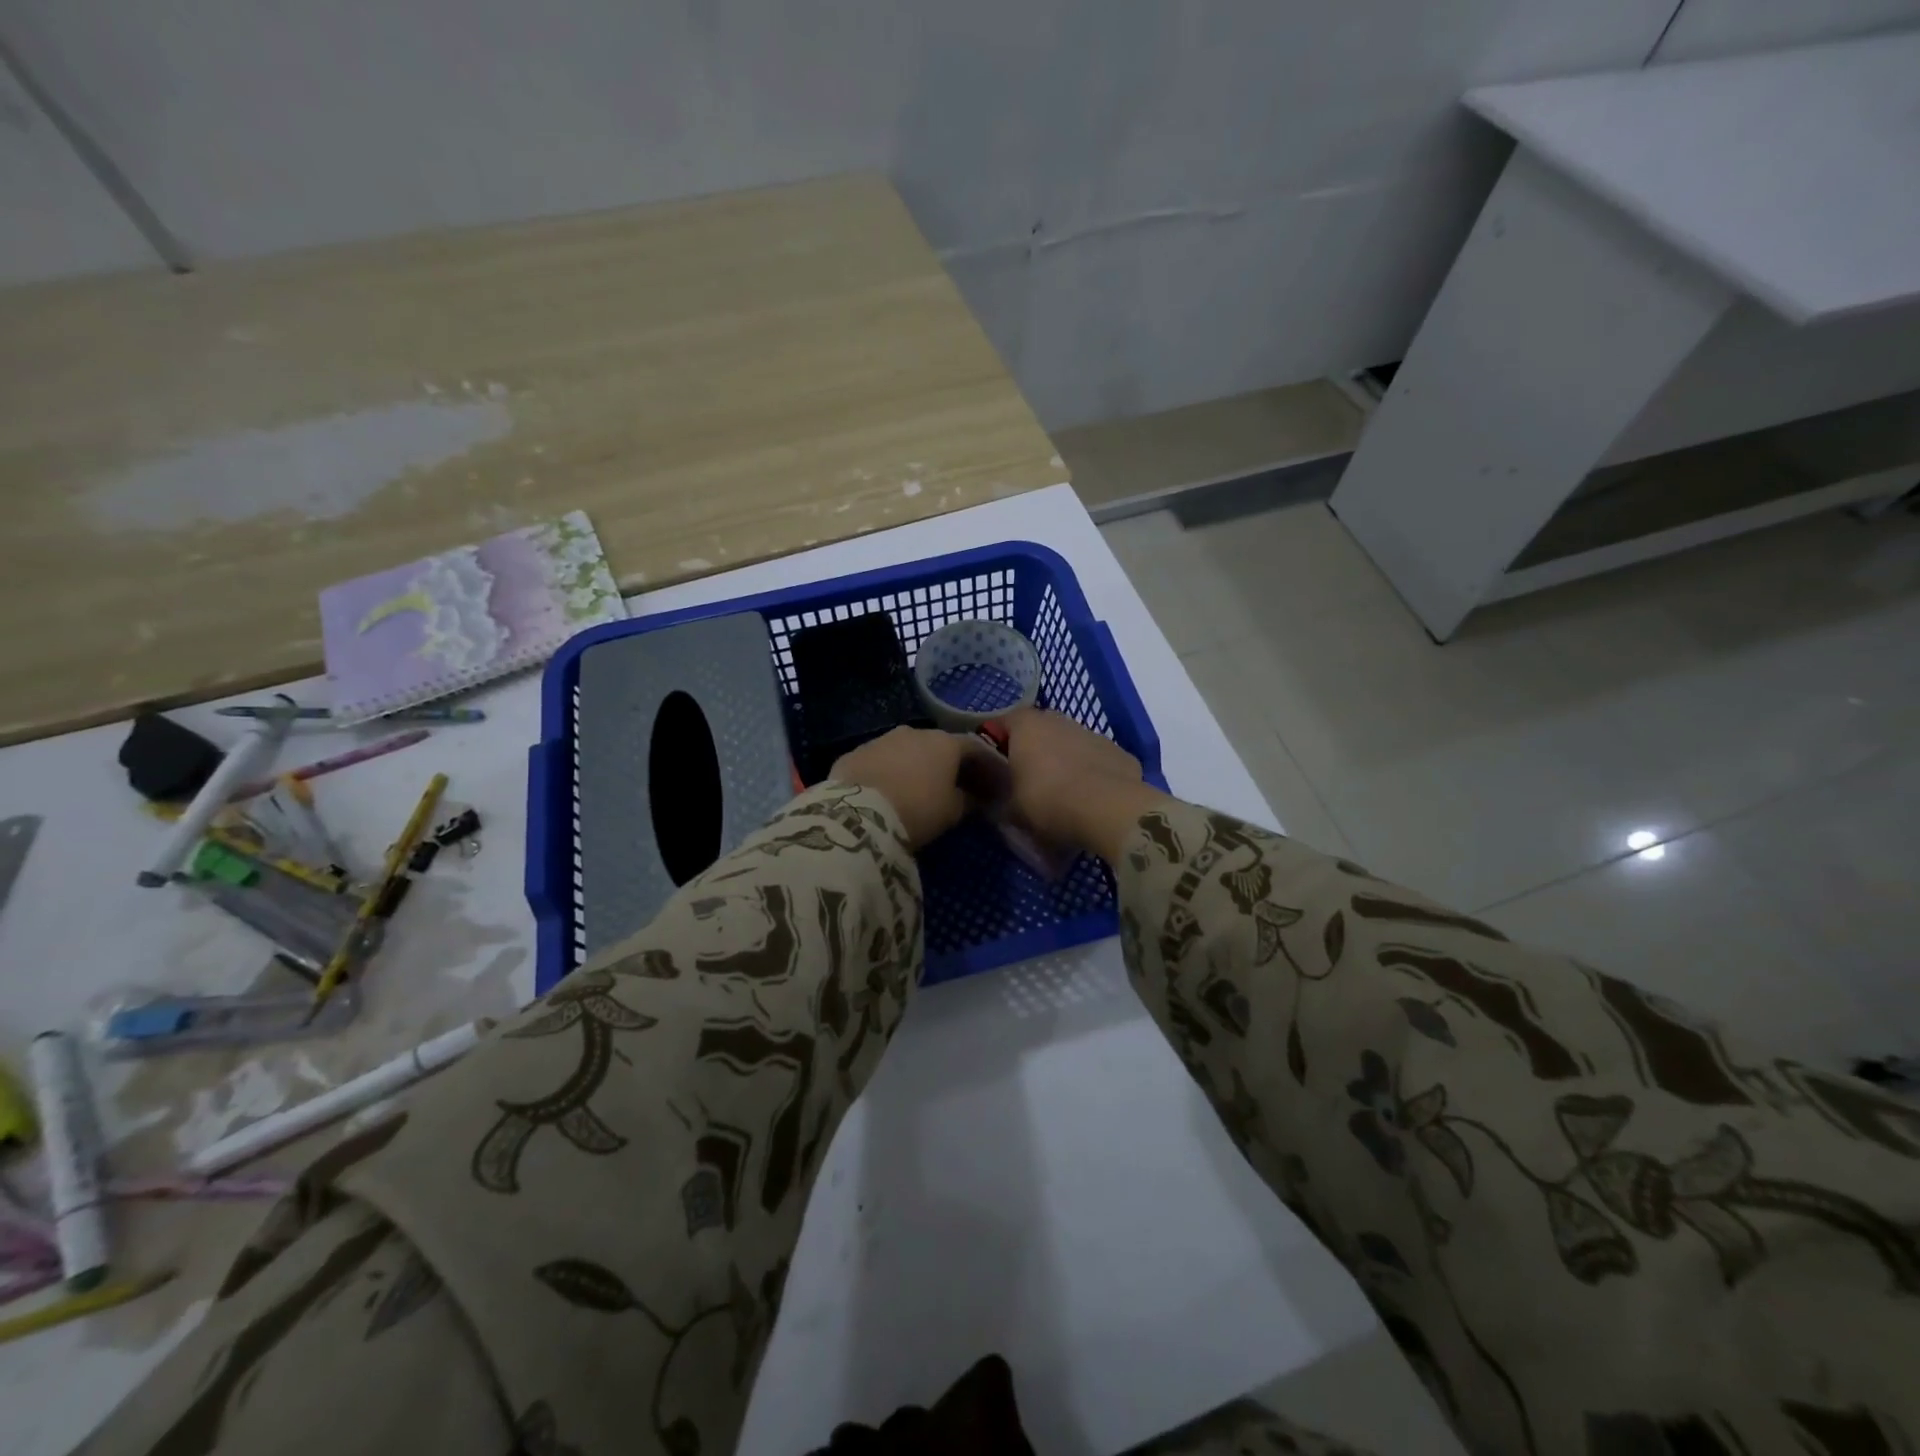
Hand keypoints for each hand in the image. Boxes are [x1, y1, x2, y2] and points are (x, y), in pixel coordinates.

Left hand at [829, 727, 999, 850]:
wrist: (860, 815)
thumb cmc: (918, 810)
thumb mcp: (952, 811)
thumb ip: (968, 800)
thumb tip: (973, 797)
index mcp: (944, 743)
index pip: (974, 748)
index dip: (985, 765)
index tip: (990, 784)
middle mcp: (914, 732)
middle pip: (938, 745)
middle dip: (947, 763)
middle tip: (952, 786)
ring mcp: (881, 739)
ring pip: (905, 749)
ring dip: (914, 765)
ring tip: (915, 788)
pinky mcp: (854, 753)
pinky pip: (879, 760)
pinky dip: (887, 771)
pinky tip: (885, 791)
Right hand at [996, 709, 1165, 862]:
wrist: (1109, 811)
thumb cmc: (1047, 801)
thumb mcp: (1009, 808)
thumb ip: (997, 796)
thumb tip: (992, 795)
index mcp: (1027, 726)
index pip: (1002, 723)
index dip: (996, 744)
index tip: (993, 768)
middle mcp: (1059, 720)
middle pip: (1039, 731)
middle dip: (1032, 752)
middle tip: (1027, 782)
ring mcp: (1093, 734)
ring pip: (1071, 745)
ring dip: (1064, 762)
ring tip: (1061, 795)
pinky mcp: (1120, 753)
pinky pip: (1097, 762)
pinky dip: (1091, 775)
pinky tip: (1090, 801)